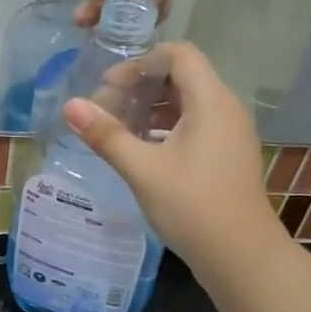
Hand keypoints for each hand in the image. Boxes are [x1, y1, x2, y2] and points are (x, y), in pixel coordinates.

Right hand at [60, 41, 274, 271]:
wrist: (240, 256)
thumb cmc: (192, 206)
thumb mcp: (142, 169)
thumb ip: (106, 135)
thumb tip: (70, 106)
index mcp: (211, 101)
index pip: (179, 55)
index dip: (141, 62)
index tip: (109, 86)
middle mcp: (226, 109)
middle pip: (182, 77)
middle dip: (141, 86)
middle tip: (106, 108)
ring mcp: (229, 135)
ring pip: (188, 105)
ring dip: (151, 109)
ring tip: (118, 130)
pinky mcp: (226, 157)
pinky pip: (195, 127)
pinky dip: (166, 129)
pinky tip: (142, 152)